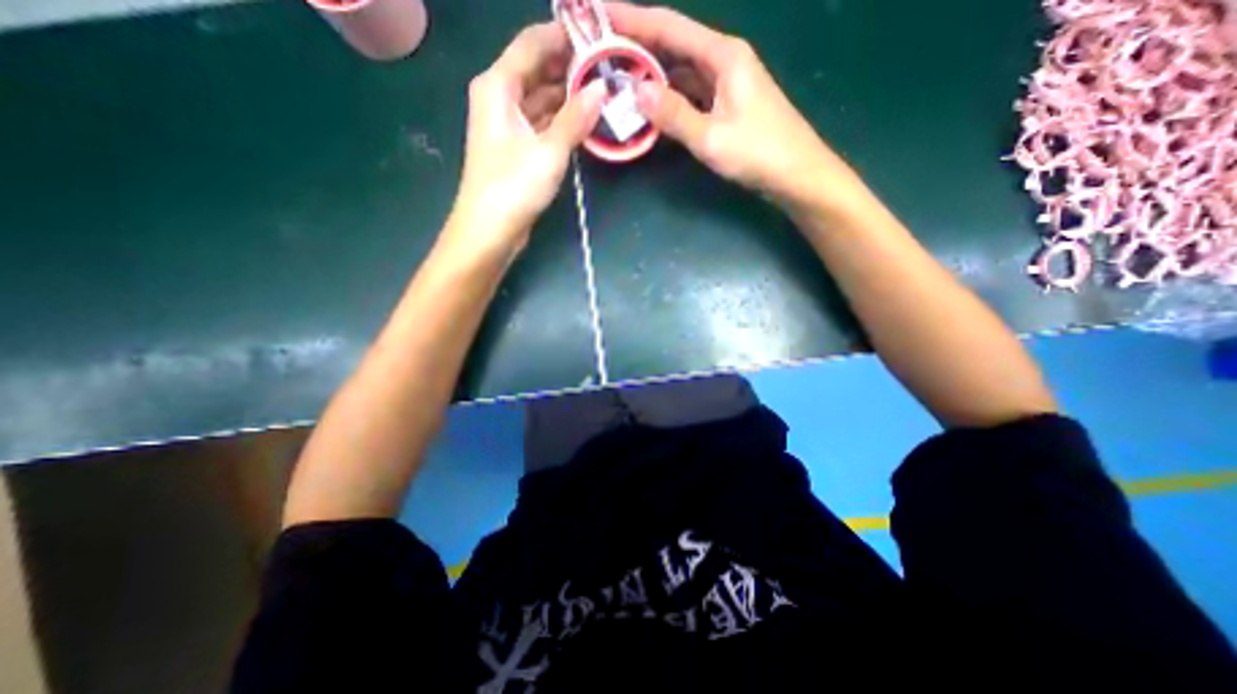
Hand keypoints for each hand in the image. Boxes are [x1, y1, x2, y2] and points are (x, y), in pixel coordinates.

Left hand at [452, 25, 606, 258]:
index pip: (532, 43)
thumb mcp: (548, 151)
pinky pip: (542, 122)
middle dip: (571, 67)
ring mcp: (509, 124)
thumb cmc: (513, 187)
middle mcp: (500, 97)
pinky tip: (585, 120)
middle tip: (609, 68)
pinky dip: (562, 120)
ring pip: (542, 98)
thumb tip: (602, 88)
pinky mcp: (517, 147)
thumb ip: (575, 119)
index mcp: (498, 86)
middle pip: (537, 69)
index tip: (599, 36)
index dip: (564, 36)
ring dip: (569, 95)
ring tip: (604, 91)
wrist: (489, 230)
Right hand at [608, 4, 868, 211]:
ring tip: (618, 77)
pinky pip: (690, 94)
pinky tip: (650, 105)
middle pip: (674, 45)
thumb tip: (636, 90)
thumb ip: (674, 114)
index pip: (670, 28)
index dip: (633, 19)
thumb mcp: (711, 137)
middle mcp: (723, 61)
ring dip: (652, 74)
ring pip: (680, 71)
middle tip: (601, 51)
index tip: (599, 14)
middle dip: (638, 46)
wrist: (795, 174)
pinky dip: (669, 97)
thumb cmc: (758, 153)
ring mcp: (725, 84)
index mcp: (723, 56)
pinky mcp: (725, 105)